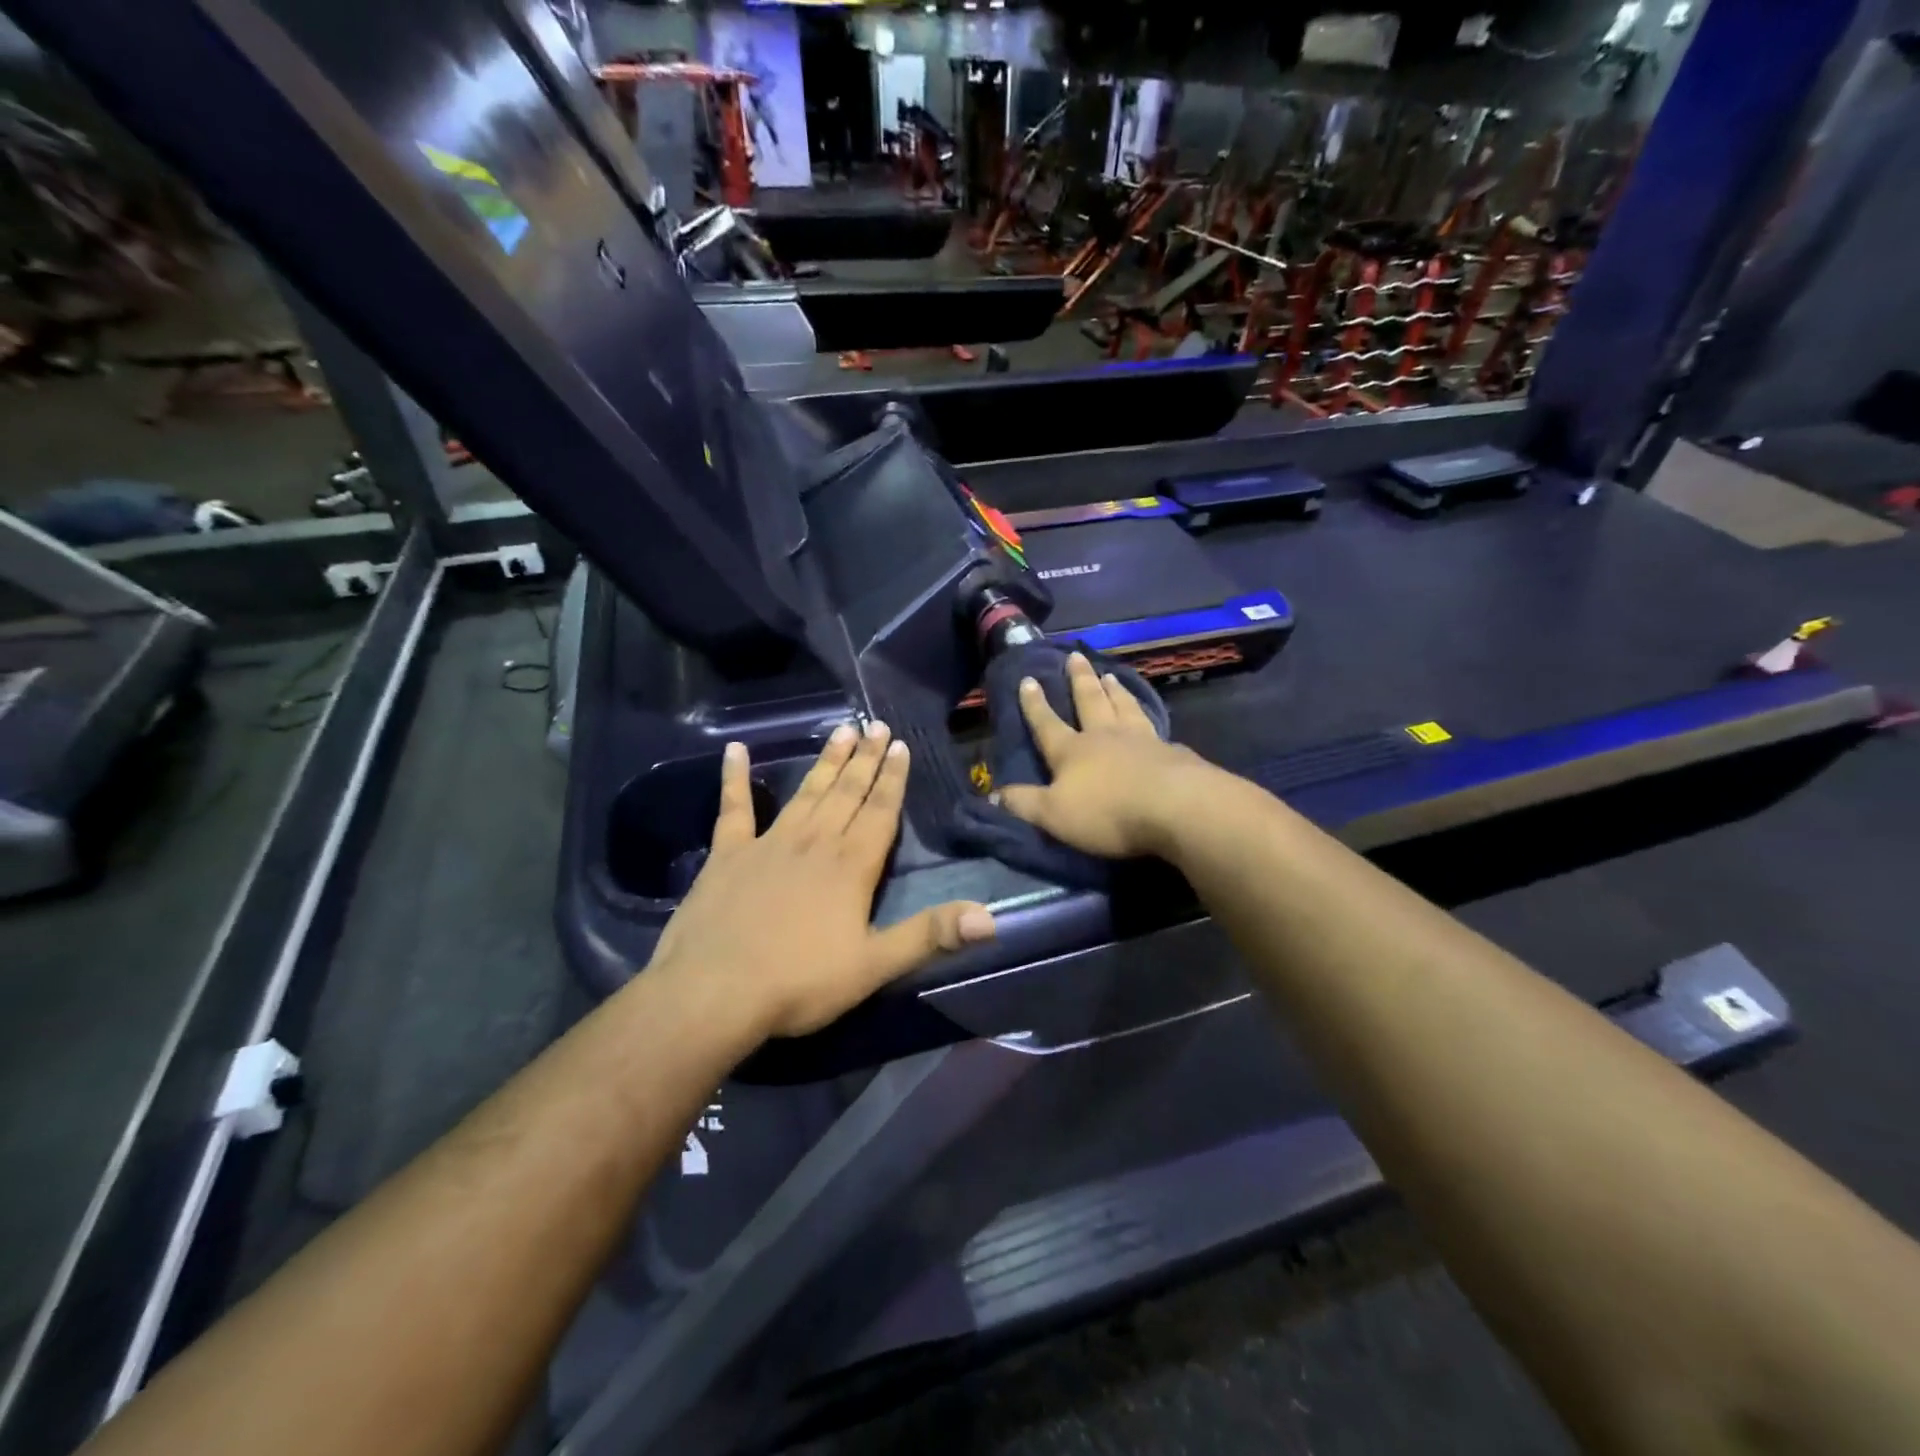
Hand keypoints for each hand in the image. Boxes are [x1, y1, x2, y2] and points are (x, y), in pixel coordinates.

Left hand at [649, 723, 996, 1039]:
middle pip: (847, 792)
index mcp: (851, 865)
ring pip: (806, 792)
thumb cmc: (800, 982)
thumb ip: (930, 936)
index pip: (880, 811)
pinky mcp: (727, 854)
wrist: (714, 991)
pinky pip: (734, 808)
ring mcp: (768, 843)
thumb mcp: (874, 965)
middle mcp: (815, 842)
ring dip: (826, 761)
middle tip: (876, 725)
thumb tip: (990, 919)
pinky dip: (734, 777)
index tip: (900, 745)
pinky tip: (734, 750)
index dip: (893, 779)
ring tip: (841, 731)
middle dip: (865, 759)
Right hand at [995, 653, 1216, 858]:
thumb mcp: (1054, 814)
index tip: (1028, 679)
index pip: (1047, 724)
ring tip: (1110, 675)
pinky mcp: (1171, 752)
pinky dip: (1146, 715)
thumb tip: (995, 794)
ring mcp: (1141, 740)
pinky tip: (1149, 716)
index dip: (1035, 704)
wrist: (1175, 807)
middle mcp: (1105, 736)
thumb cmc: (1107, 811)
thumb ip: (1025, 804)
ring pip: (1123, 706)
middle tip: (1075, 656)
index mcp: (1072, 751)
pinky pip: (1153, 726)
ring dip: (1114, 690)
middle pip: (1090, 701)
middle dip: (1079, 680)